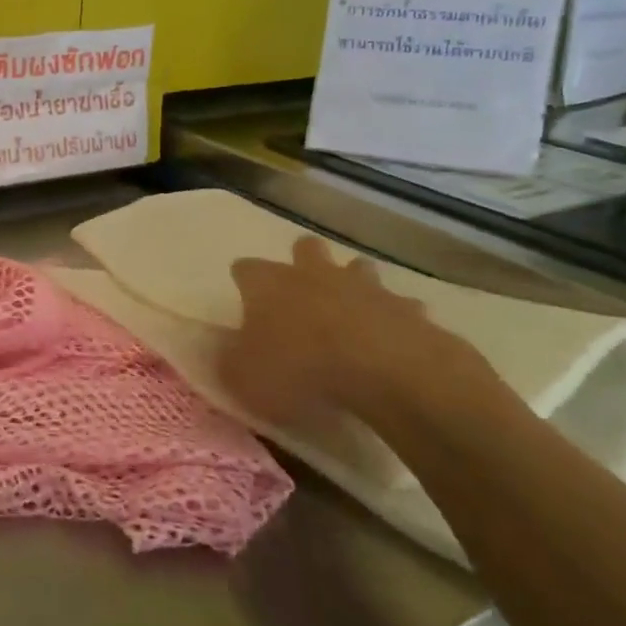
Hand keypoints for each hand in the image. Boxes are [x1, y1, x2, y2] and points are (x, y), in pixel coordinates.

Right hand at [218, 236, 505, 445]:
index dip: (244, 281)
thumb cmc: (300, 370)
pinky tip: (394, 338)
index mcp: (267, 284)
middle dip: (303, 261)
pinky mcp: (404, 307)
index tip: (244, 299)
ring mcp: (362, 286)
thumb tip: (222, 347)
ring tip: (351, 310)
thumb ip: (228, 360)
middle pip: (305, 248)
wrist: (384, 371)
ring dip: (352, 282)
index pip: (245, 268)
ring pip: (356, 267)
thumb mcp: (244, 377)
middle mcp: (312, 273)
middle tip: (301, 292)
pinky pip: (398, 305)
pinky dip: (394, 317)